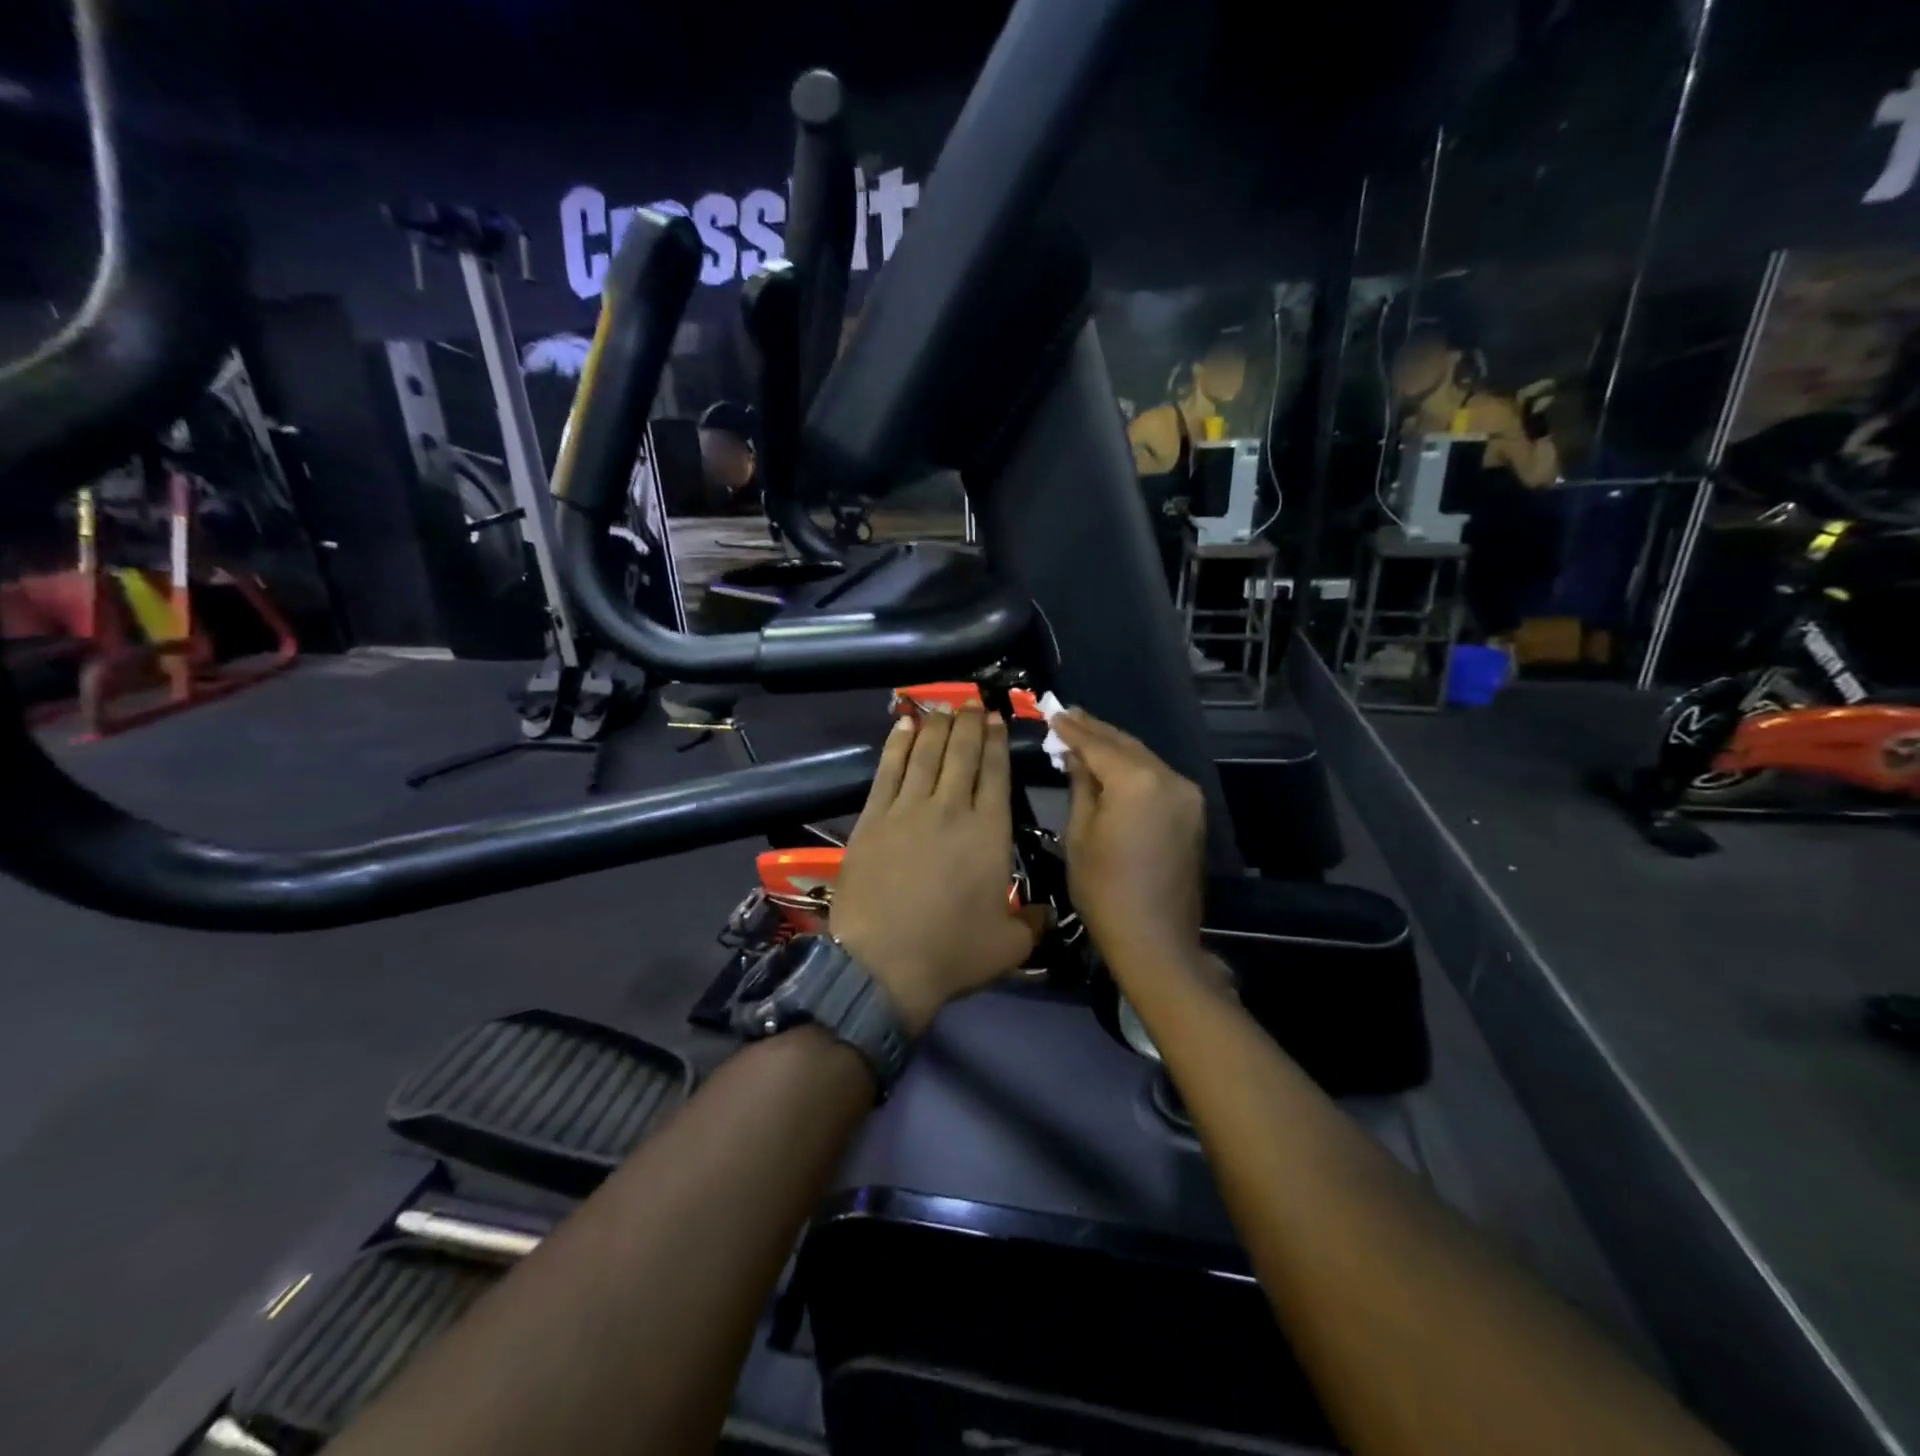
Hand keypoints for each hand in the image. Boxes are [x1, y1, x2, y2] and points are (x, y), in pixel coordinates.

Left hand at [831, 707, 1045, 1035]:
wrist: (882, 964)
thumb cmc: (951, 953)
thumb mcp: (1009, 945)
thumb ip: (1033, 923)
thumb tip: (1047, 913)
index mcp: (988, 832)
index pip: (995, 774)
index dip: (996, 742)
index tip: (996, 719)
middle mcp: (950, 809)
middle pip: (961, 754)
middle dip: (969, 724)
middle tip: (972, 703)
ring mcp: (907, 810)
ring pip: (925, 755)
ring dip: (937, 726)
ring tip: (944, 708)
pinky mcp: (872, 819)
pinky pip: (887, 771)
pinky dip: (897, 745)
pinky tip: (904, 727)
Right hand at [1051, 709, 1206, 978]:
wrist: (1155, 938)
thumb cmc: (1104, 890)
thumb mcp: (1080, 834)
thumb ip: (1081, 785)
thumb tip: (1075, 755)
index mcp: (1138, 782)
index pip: (1099, 745)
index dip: (1073, 729)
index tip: (1052, 713)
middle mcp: (1169, 778)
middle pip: (1126, 745)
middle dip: (1095, 731)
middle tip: (1067, 715)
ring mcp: (1187, 795)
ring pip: (1144, 759)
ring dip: (1115, 747)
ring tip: (1085, 734)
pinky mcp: (1192, 812)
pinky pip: (1157, 778)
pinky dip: (1133, 768)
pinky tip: (1113, 765)